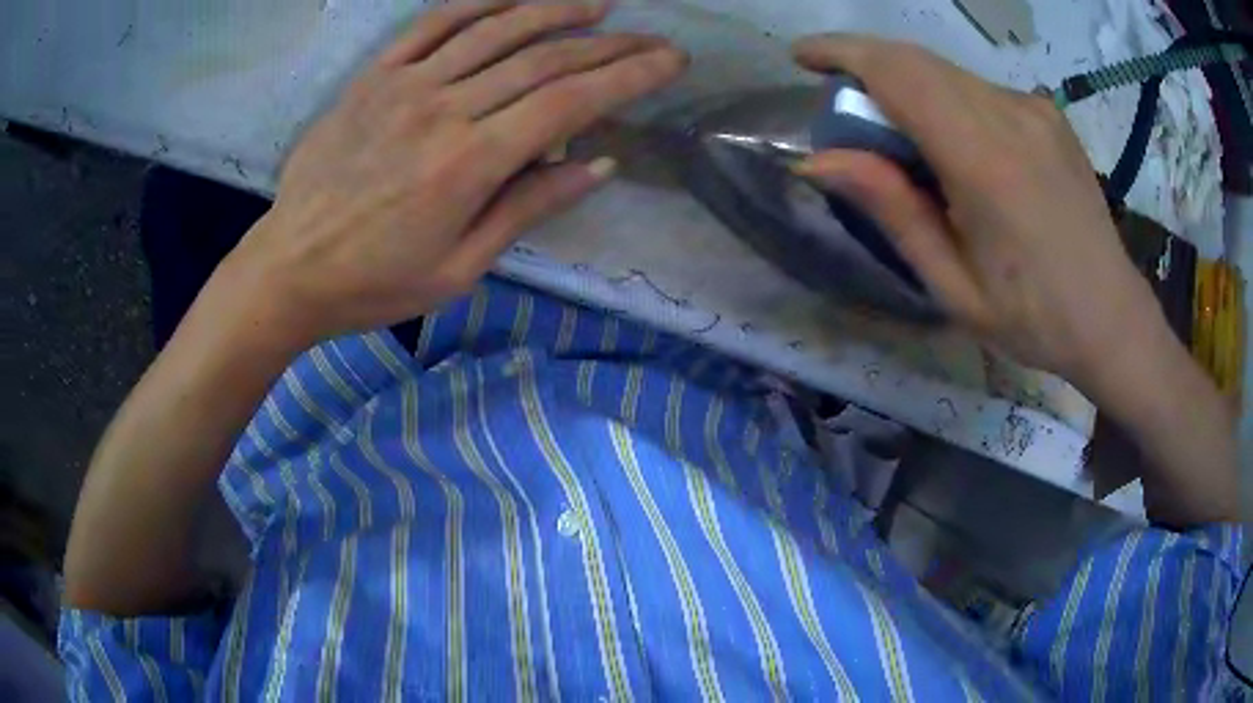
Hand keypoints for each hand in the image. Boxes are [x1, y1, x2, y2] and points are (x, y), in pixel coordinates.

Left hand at [232, 1, 685, 346]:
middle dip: (609, 45)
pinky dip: (478, 5)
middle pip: (543, 59)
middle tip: (651, 38)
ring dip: (554, 11)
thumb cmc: (374, 283)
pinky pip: (432, 25)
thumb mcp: (459, 268)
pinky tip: (511, 1)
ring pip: (495, 30)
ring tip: (598, 6)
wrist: (289, 269)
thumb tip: (598, 164)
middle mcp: (444, 109)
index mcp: (470, 164)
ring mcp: (405, 85)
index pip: (570, 101)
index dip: (629, 76)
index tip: (670, 61)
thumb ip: (527, 208)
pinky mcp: (373, 78)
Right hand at [791, 35, 1159, 392]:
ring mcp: (1035, 109)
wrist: (1111, 316)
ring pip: (948, 72)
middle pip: (918, 62)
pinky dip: (948, 100)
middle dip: (869, 69)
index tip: (804, 57)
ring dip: (909, 88)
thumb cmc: (1033, 319)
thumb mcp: (953, 285)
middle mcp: (1011, 116)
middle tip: (851, 116)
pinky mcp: (1048, 113)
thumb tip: (819, 161)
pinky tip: (960, 150)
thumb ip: (893, 211)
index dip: (842, 51)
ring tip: (908, 144)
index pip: (899, 73)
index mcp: (985, 163)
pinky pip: (980, 88)